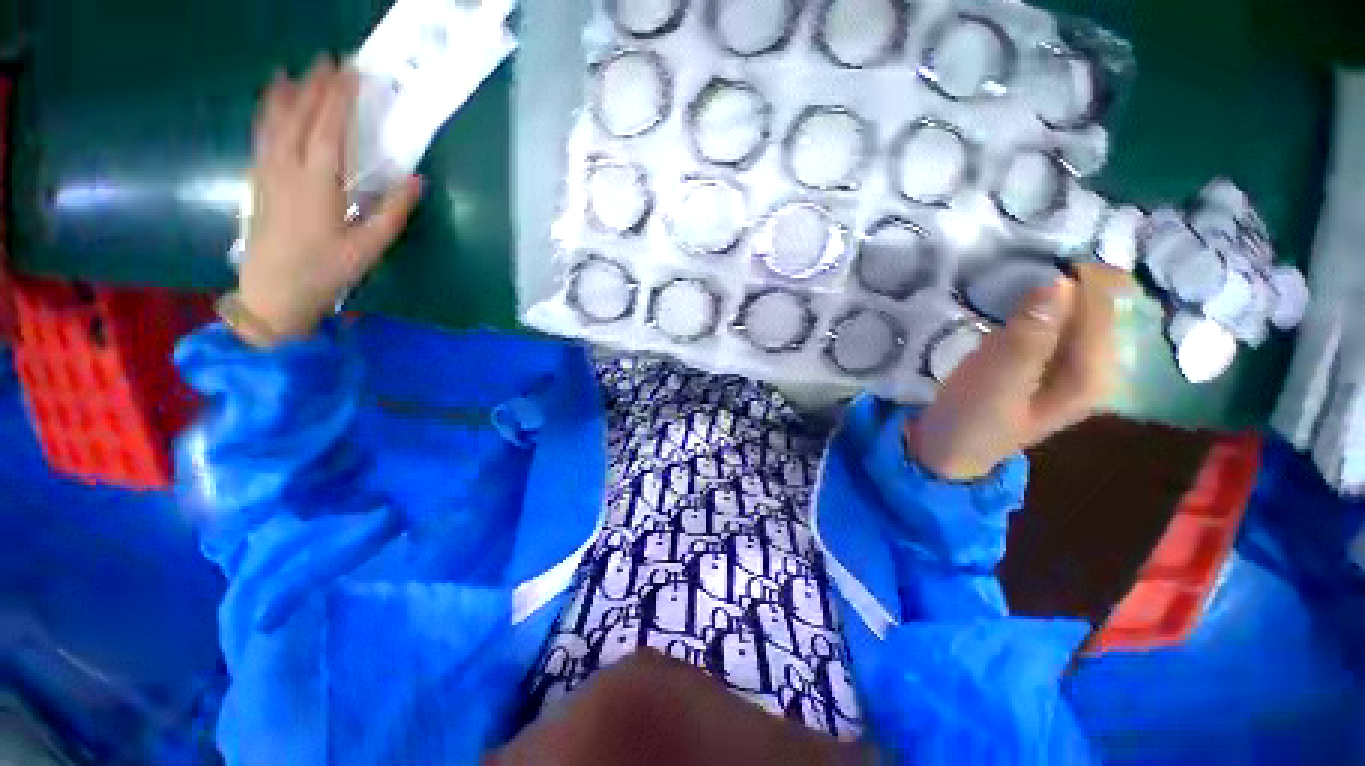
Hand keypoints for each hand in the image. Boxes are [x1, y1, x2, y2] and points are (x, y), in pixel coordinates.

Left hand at [239, 56, 423, 344]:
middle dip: (316, 85)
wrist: (273, 293)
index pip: (330, 127)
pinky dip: (268, 110)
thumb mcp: (370, 247)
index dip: (341, 97)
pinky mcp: (258, 179)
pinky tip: (272, 100)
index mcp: (318, 182)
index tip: (353, 71)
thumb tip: (417, 179)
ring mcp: (267, 170)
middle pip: (300, 115)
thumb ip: (394, 211)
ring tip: (299, 69)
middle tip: (332, 60)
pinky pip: (262, 133)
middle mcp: (287, 167)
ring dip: (289, 91)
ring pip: (275, 119)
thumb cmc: (327, 271)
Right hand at [906, 264, 1128, 480]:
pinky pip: (1047, 319)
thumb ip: (1028, 337)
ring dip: (1044, 286)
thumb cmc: (971, 421)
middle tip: (1020, 257)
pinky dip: (1031, 302)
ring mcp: (1064, 362)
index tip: (1036, 250)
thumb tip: (1058, 282)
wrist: (947, 450)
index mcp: (1093, 372)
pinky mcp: (1038, 360)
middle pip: (1091, 303)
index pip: (1102, 303)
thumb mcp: (996, 382)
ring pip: (1068, 309)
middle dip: (1062, 276)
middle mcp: (1090, 363)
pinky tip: (1008, 296)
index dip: (1076, 272)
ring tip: (1011, 268)